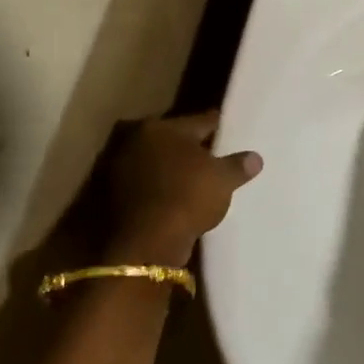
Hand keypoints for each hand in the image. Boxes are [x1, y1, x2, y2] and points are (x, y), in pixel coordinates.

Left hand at [104, 112, 261, 266]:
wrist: (144, 243)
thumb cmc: (187, 198)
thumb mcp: (222, 181)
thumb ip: (238, 165)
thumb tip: (255, 158)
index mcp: (163, 127)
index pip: (199, 120)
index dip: (217, 126)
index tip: (228, 128)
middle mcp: (136, 139)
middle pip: (172, 138)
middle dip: (190, 145)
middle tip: (211, 154)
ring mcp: (118, 166)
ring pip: (155, 160)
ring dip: (170, 167)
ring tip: (193, 179)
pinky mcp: (109, 194)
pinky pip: (144, 183)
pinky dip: (158, 187)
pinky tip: (174, 197)